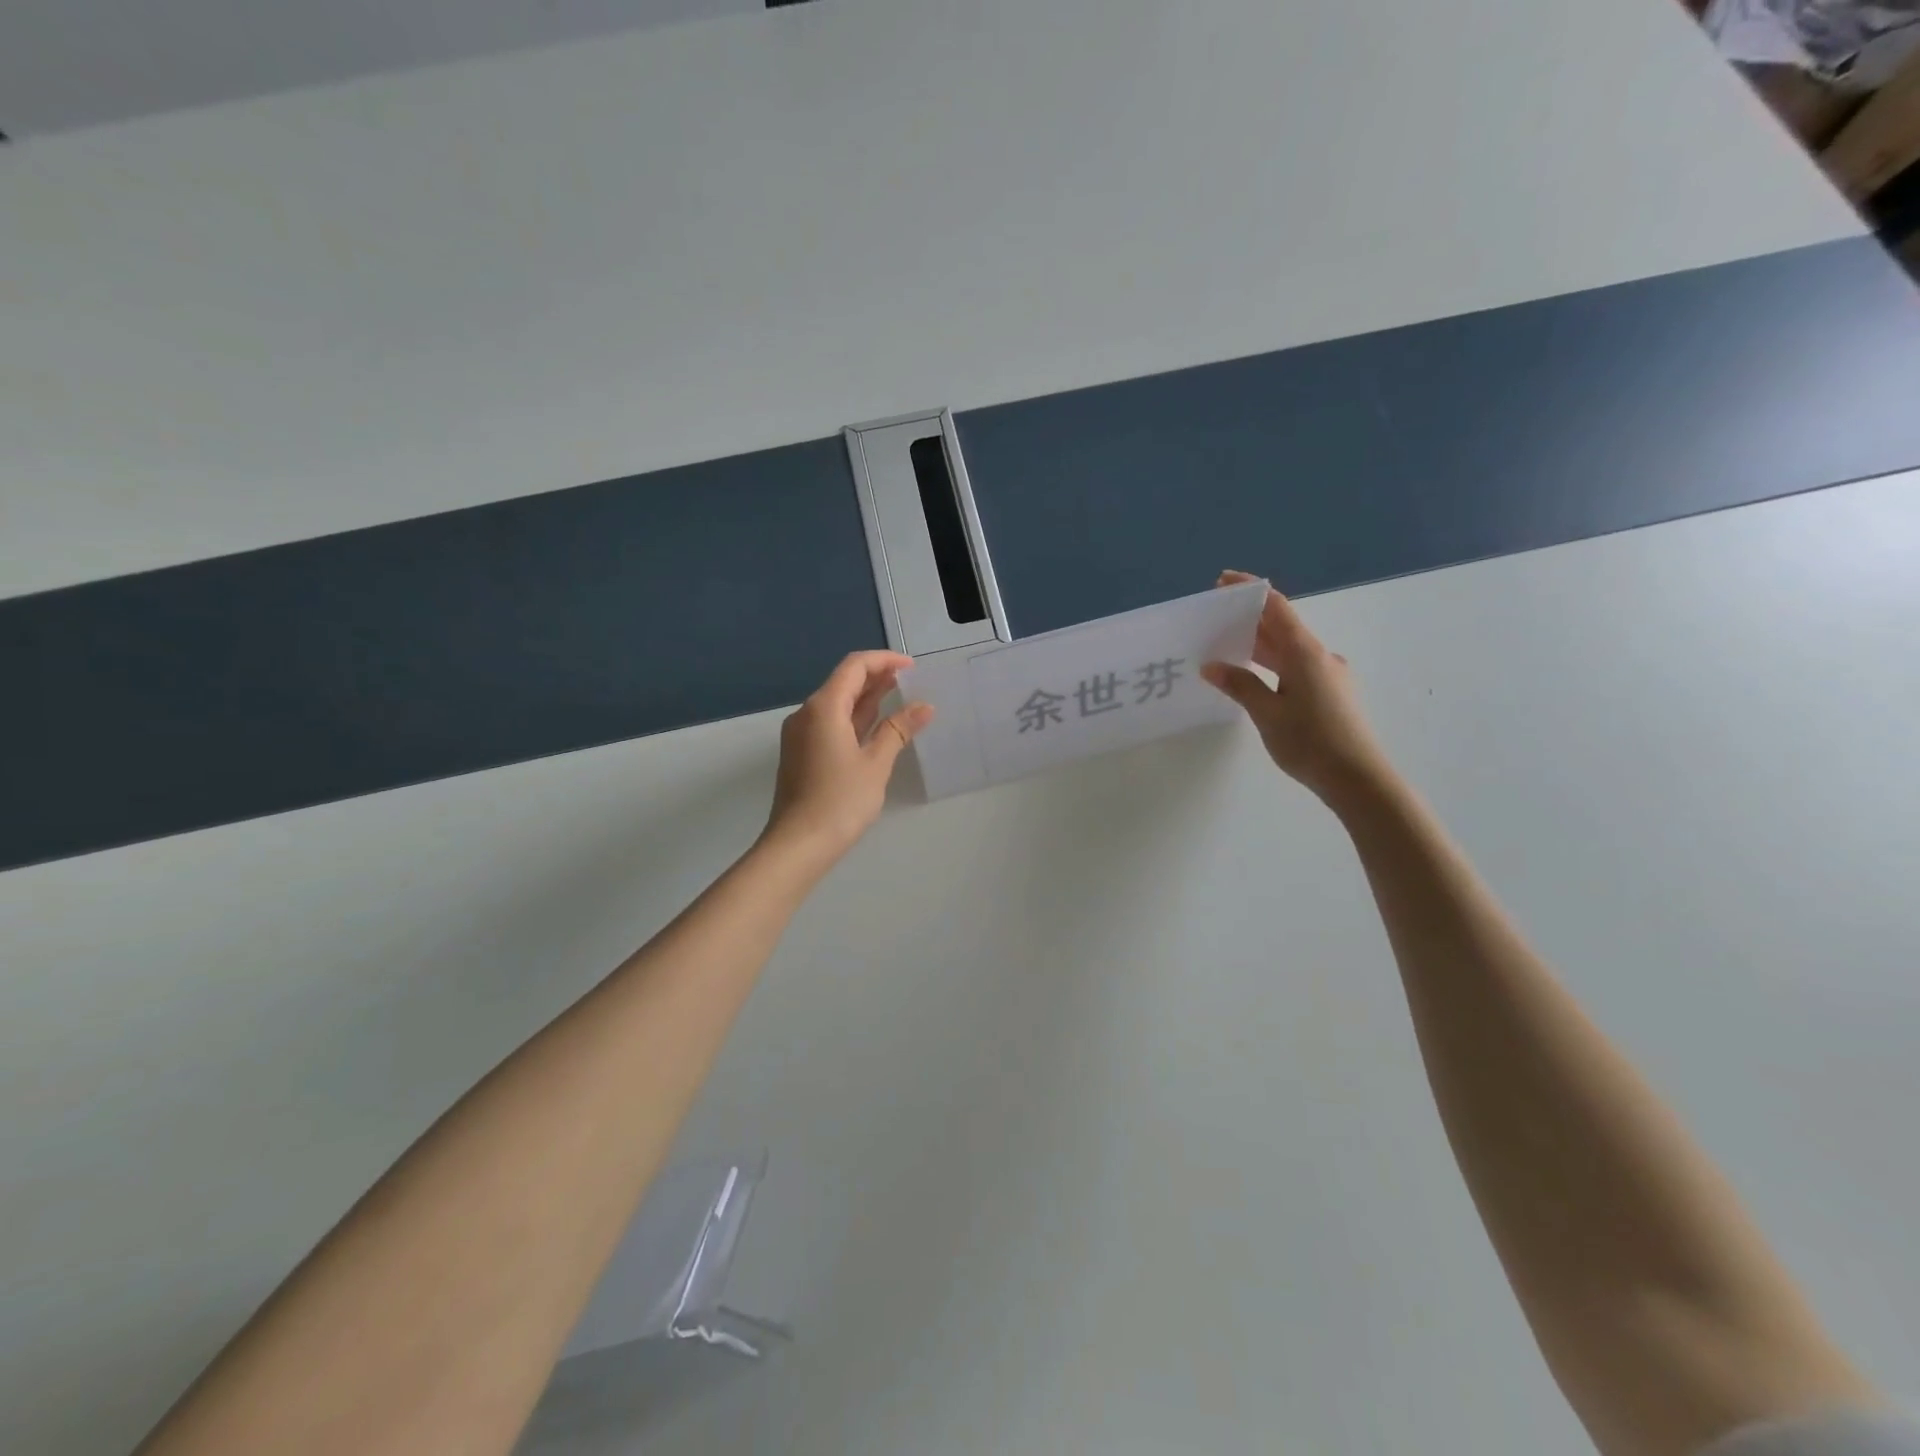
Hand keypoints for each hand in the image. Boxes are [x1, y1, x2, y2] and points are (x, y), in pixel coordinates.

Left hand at [762, 651, 933, 863]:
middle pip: (843, 682)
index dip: (883, 661)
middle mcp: (807, 714)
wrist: (798, 844)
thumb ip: (898, 730)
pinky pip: (831, 723)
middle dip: (876, 677)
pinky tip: (876, 727)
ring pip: (837, 704)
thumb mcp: (875, 764)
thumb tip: (924, 707)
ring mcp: (801, 734)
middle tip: (910, 680)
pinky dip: (855, 718)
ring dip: (866, 698)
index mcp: (823, 708)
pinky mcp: (802, 753)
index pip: (854, 667)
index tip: (912, 666)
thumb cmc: (840, 801)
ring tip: (899, 698)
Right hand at [1201, 571, 1390, 806]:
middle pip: (1282, 627)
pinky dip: (1273, 664)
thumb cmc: (1311, 742)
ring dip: (1260, 644)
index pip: (1276, 608)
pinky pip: (1297, 667)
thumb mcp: (1267, 714)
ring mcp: (1330, 675)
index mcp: (1305, 653)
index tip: (1223, 582)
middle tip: (1214, 619)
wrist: (1359, 779)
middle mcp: (1321, 656)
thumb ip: (1240, 685)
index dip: (1250, 591)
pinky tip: (1255, 678)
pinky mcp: (1332, 694)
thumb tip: (1212, 666)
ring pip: (1289, 650)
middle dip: (1249, 619)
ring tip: (1226, 647)